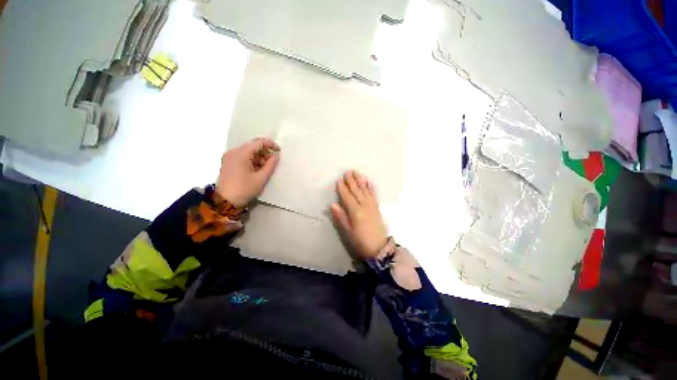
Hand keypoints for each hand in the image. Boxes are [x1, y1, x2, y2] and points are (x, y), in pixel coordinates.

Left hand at [216, 137, 280, 207]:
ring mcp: (229, 157)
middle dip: (265, 153)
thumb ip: (271, 165)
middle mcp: (233, 152)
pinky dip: (252, 161)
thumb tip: (276, 156)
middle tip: (273, 163)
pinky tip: (257, 170)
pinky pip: (243, 157)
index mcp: (241, 153)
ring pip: (248, 152)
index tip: (279, 151)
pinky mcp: (228, 163)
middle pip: (253, 147)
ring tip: (265, 169)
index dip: (271, 144)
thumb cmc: (245, 189)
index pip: (258, 142)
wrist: (225, 202)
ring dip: (259, 158)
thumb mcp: (261, 178)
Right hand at [331, 170, 387, 258]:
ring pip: (365, 190)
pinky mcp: (376, 207)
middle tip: (347, 171)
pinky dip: (370, 186)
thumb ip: (340, 217)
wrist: (378, 247)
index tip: (339, 179)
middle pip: (356, 190)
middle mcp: (364, 205)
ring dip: (360, 180)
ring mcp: (372, 205)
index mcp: (355, 211)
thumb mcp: (347, 231)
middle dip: (351, 180)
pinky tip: (368, 181)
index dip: (342, 188)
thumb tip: (333, 204)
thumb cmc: (360, 241)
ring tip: (356, 172)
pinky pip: (373, 194)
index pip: (347, 196)